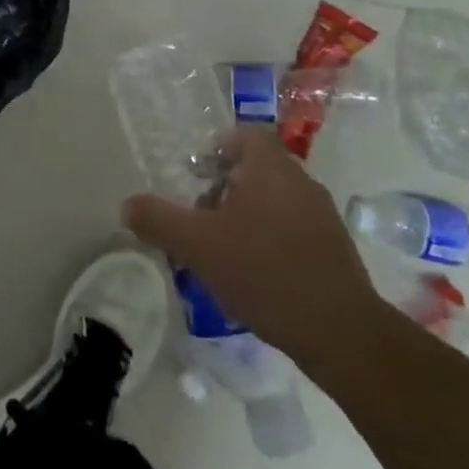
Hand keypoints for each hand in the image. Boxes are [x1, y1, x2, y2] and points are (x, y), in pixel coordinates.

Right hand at [123, 126, 380, 373]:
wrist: (340, 333)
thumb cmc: (264, 273)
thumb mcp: (197, 246)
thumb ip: (158, 220)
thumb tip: (127, 205)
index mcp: (271, 169)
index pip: (246, 135)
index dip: (218, 147)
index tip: (196, 173)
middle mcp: (301, 182)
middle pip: (258, 167)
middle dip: (225, 185)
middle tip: (200, 213)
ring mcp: (322, 216)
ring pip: (274, 199)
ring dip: (245, 213)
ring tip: (221, 246)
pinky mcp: (334, 249)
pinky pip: (292, 227)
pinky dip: (268, 236)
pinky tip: (252, 272)